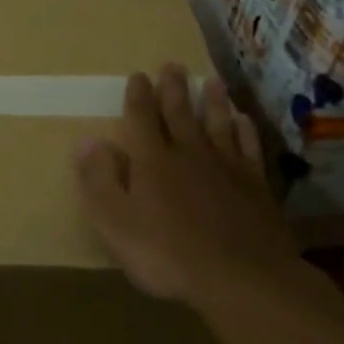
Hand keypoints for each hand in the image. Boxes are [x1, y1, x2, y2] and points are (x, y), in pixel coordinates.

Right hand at [73, 64, 302, 306]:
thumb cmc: (167, 254)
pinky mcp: (255, 187)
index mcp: (152, 160)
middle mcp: (188, 153)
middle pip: (179, 113)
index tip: (138, 75)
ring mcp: (226, 168)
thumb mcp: (115, 222)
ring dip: (212, 102)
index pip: (141, 118)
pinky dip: (245, 132)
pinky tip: (244, 121)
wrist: (242, 278)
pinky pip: (249, 149)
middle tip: (172, 65)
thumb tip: (87, 140)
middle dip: (174, 88)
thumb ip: (98, 179)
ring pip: (218, 124)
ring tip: (211, 80)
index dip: (138, 96)